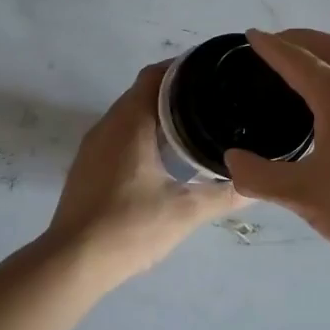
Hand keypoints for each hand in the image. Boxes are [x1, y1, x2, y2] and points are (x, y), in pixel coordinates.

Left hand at [45, 61, 246, 282]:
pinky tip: (163, 156)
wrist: (72, 263)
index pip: (156, 76)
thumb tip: (257, 183)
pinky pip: (118, 135)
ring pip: (128, 115)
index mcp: (130, 123)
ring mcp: (92, 147)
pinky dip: (142, 133)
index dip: (184, 67)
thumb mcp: (185, 211)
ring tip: (194, 123)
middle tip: (212, 98)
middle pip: (142, 92)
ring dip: (157, 113)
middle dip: (176, 90)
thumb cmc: (129, 227)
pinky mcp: (86, 167)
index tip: (212, 70)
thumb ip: (224, 195)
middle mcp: (108, 125)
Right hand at [224, 29, 329, 263]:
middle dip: (299, 39)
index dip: (271, 47)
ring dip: (325, 49)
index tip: (251, 35)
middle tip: (274, 43)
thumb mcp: (302, 195)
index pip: (297, 60)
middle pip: (329, 46)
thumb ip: (260, 177)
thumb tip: (232, 160)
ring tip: (304, 59)